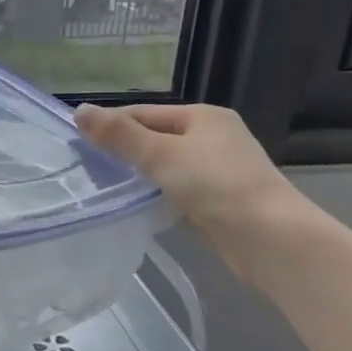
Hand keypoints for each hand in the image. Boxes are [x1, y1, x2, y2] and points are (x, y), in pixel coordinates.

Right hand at [76, 104, 312, 282]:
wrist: (273, 240)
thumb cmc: (216, 186)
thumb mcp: (160, 155)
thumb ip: (119, 135)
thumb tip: (78, 111)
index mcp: (203, 116)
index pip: (144, 113)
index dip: (112, 125)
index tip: (79, 144)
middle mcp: (214, 137)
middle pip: (156, 138)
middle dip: (125, 152)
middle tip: (89, 169)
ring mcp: (221, 170)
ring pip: (167, 167)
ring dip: (142, 176)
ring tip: (108, 189)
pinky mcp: (223, 201)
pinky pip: (180, 191)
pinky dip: (160, 196)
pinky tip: (141, 209)